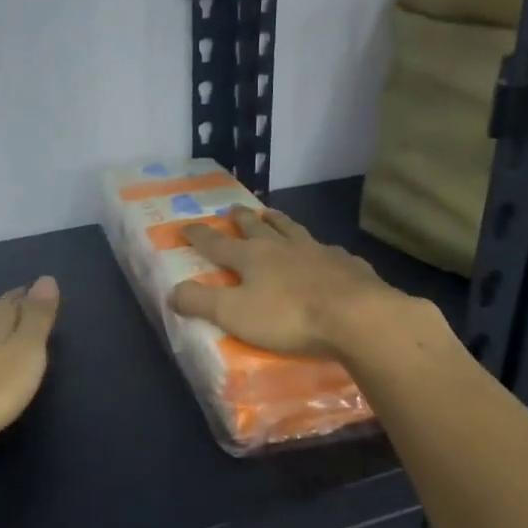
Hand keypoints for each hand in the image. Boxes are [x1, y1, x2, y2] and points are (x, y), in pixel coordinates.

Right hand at [169, 209, 411, 359]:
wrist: (356, 316)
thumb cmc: (288, 317)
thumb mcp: (234, 314)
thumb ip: (201, 302)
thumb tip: (171, 291)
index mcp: (252, 258)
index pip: (217, 244)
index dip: (199, 236)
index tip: (186, 226)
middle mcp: (282, 247)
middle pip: (256, 228)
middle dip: (241, 219)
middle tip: (233, 210)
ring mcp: (317, 251)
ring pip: (292, 229)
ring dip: (278, 221)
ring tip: (272, 215)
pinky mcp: (346, 264)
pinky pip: (328, 250)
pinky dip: (319, 248)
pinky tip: (324, 251)